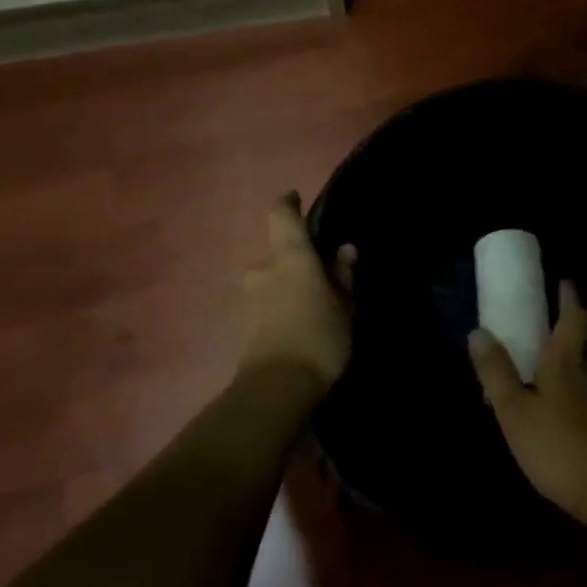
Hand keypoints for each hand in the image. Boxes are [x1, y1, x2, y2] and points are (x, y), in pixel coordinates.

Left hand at [239, 193, 355, 392]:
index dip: (288, 204)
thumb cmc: (319, 337)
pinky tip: (299, 326)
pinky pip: (267, 303)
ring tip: (314, 308)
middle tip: (324, 279)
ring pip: (273, 281)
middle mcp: (263, 268)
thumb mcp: (344, 306)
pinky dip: (281, 307)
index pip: (282, 215)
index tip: (296, 199)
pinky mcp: (242, 323)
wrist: (276, 388)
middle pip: (280, 254)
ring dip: (289, 287)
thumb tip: (344, 251)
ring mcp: (249, 296)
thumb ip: (342, 276)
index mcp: (290, 256)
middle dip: (298, 263)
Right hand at [468, 282, 586, 527]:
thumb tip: (478, 331)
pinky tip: (558, 422)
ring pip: (583, 378)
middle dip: (561, 339)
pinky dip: (572, 402)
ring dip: (565, 374)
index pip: (573, 318)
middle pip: (579, 347)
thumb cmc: (559, 446)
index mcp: (567, 363)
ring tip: (540, 382)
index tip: (563, 282)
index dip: (568, 298)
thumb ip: (497, 373)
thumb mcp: (515, 411)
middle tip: (536, 338)